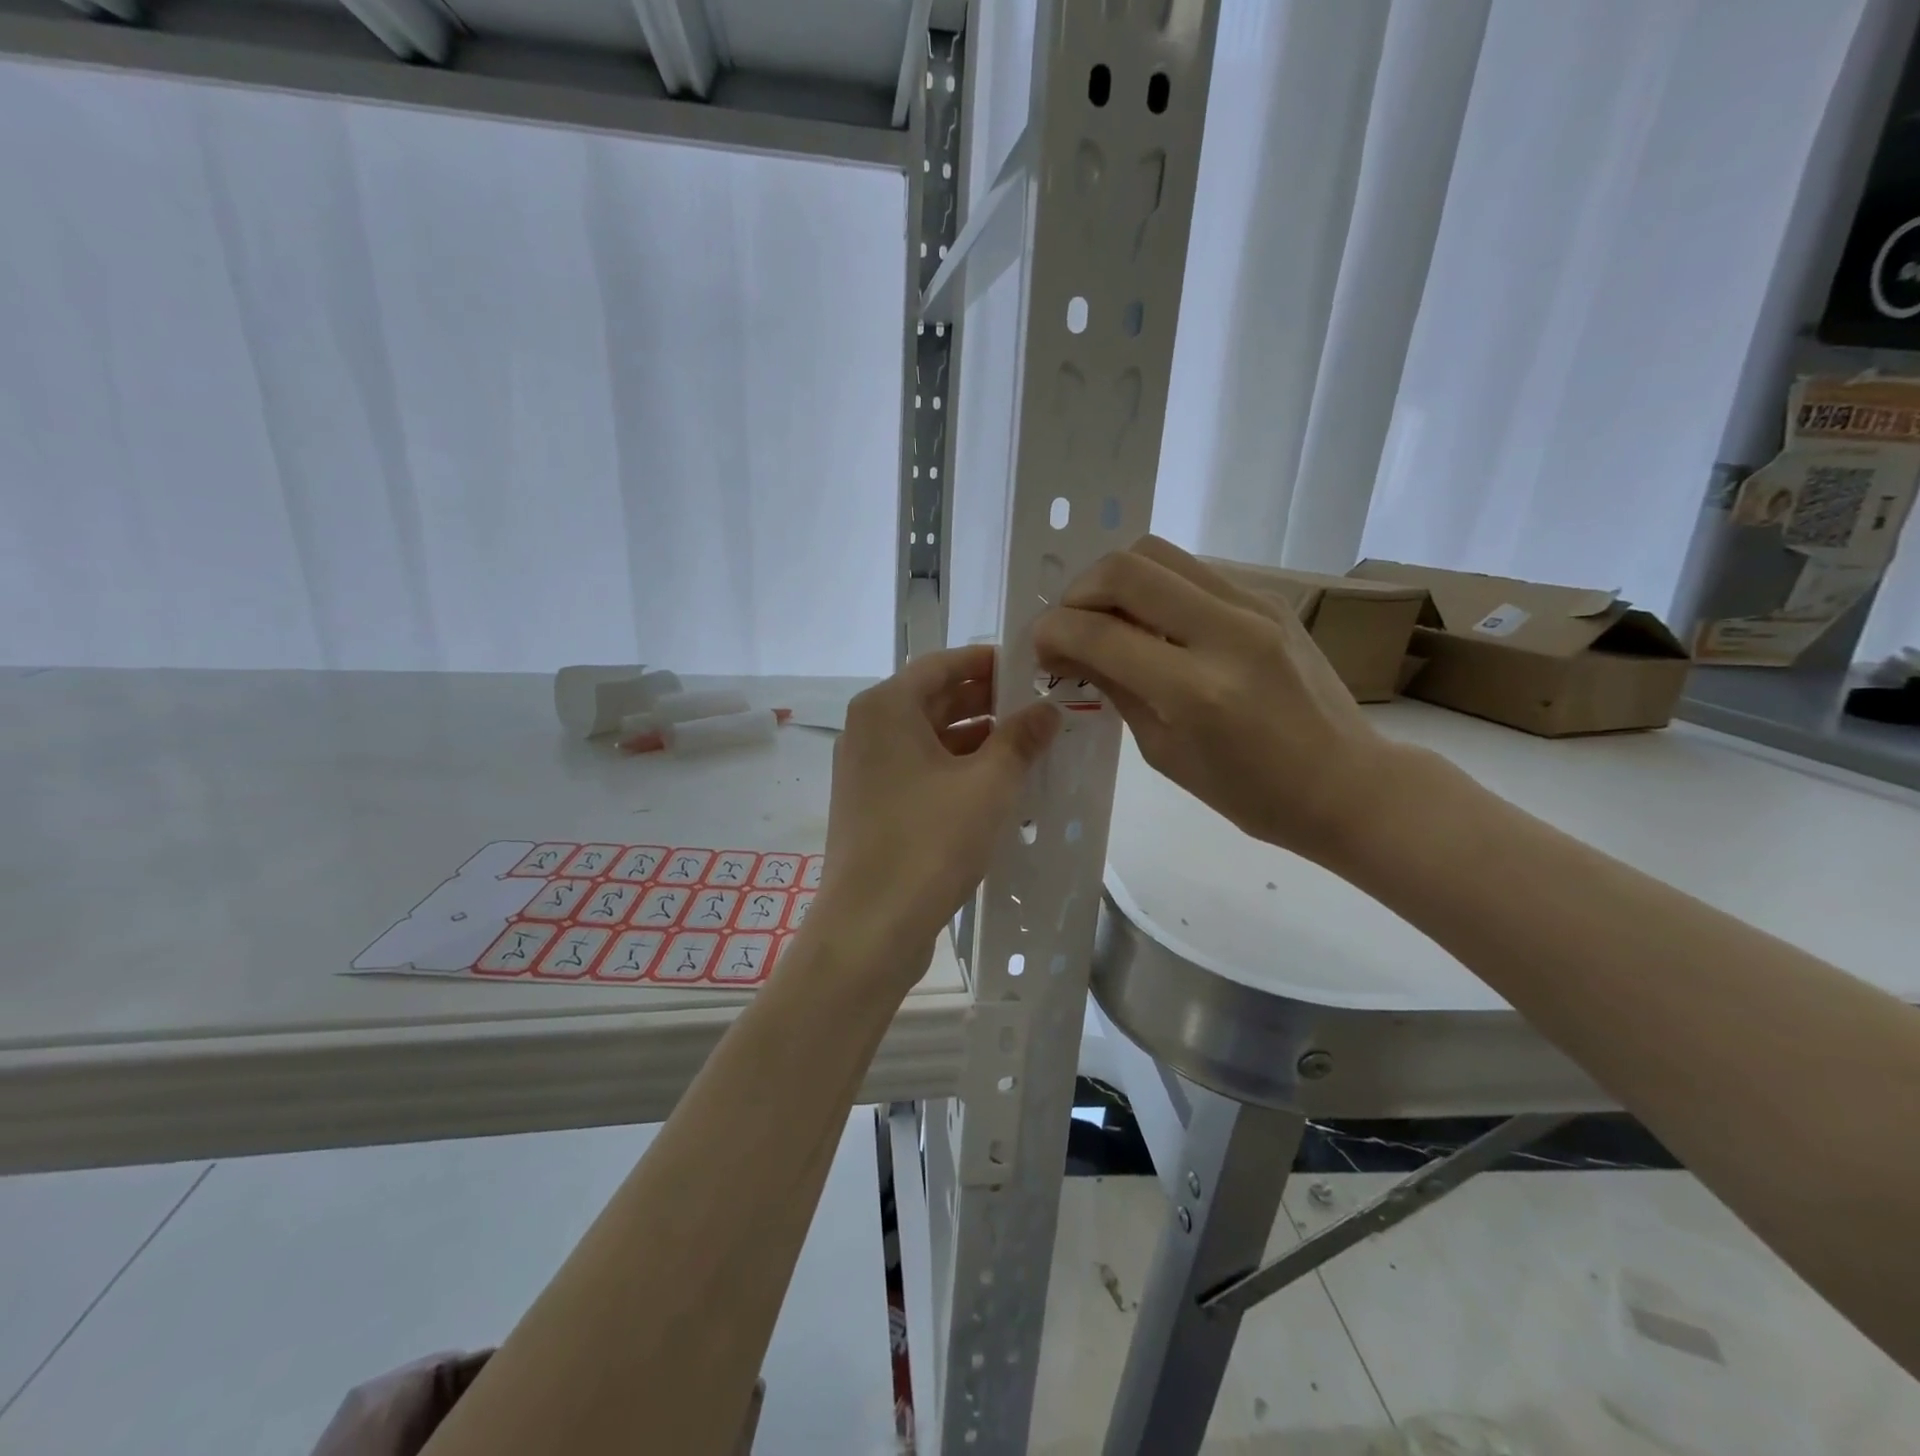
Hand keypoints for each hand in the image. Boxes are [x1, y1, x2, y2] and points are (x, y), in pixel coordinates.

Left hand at [817, 645, 1060, 980]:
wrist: (870, 927)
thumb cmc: (929, 842)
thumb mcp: (988, 785)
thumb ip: (1020, 739)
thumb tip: (1048, 709)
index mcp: (886, 709)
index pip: (941, 664)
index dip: (987, 663)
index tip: (1030, 668)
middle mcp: (869, 731)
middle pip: (934, 700)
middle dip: (988, 702)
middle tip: (1040, 707)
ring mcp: (867, 771)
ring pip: (929, 739)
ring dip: (977, 740)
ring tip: (1030, 747)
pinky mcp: (873, 807)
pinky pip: (921, 771)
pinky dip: (957, 770)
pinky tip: (998, 786)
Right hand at [1032, 536, 1389, 864]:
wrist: (1346, 783)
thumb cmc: (1250, 793)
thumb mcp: (1165, 753)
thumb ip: (1116, 689)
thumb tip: (1072, 650)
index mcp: (1195, 690)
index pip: (1100, 632)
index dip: (1053, 631)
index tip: (1041, 646)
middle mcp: (1226, 632)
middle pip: (1126, 567)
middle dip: (1078, 591)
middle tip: (1070, 626)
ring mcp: (1255, 606)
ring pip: (1159, 553)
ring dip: (1115, 581)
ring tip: (1108, 619)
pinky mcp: (1270, 597)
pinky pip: (1192, 571)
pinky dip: (1156, 588)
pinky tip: (1154, 625)